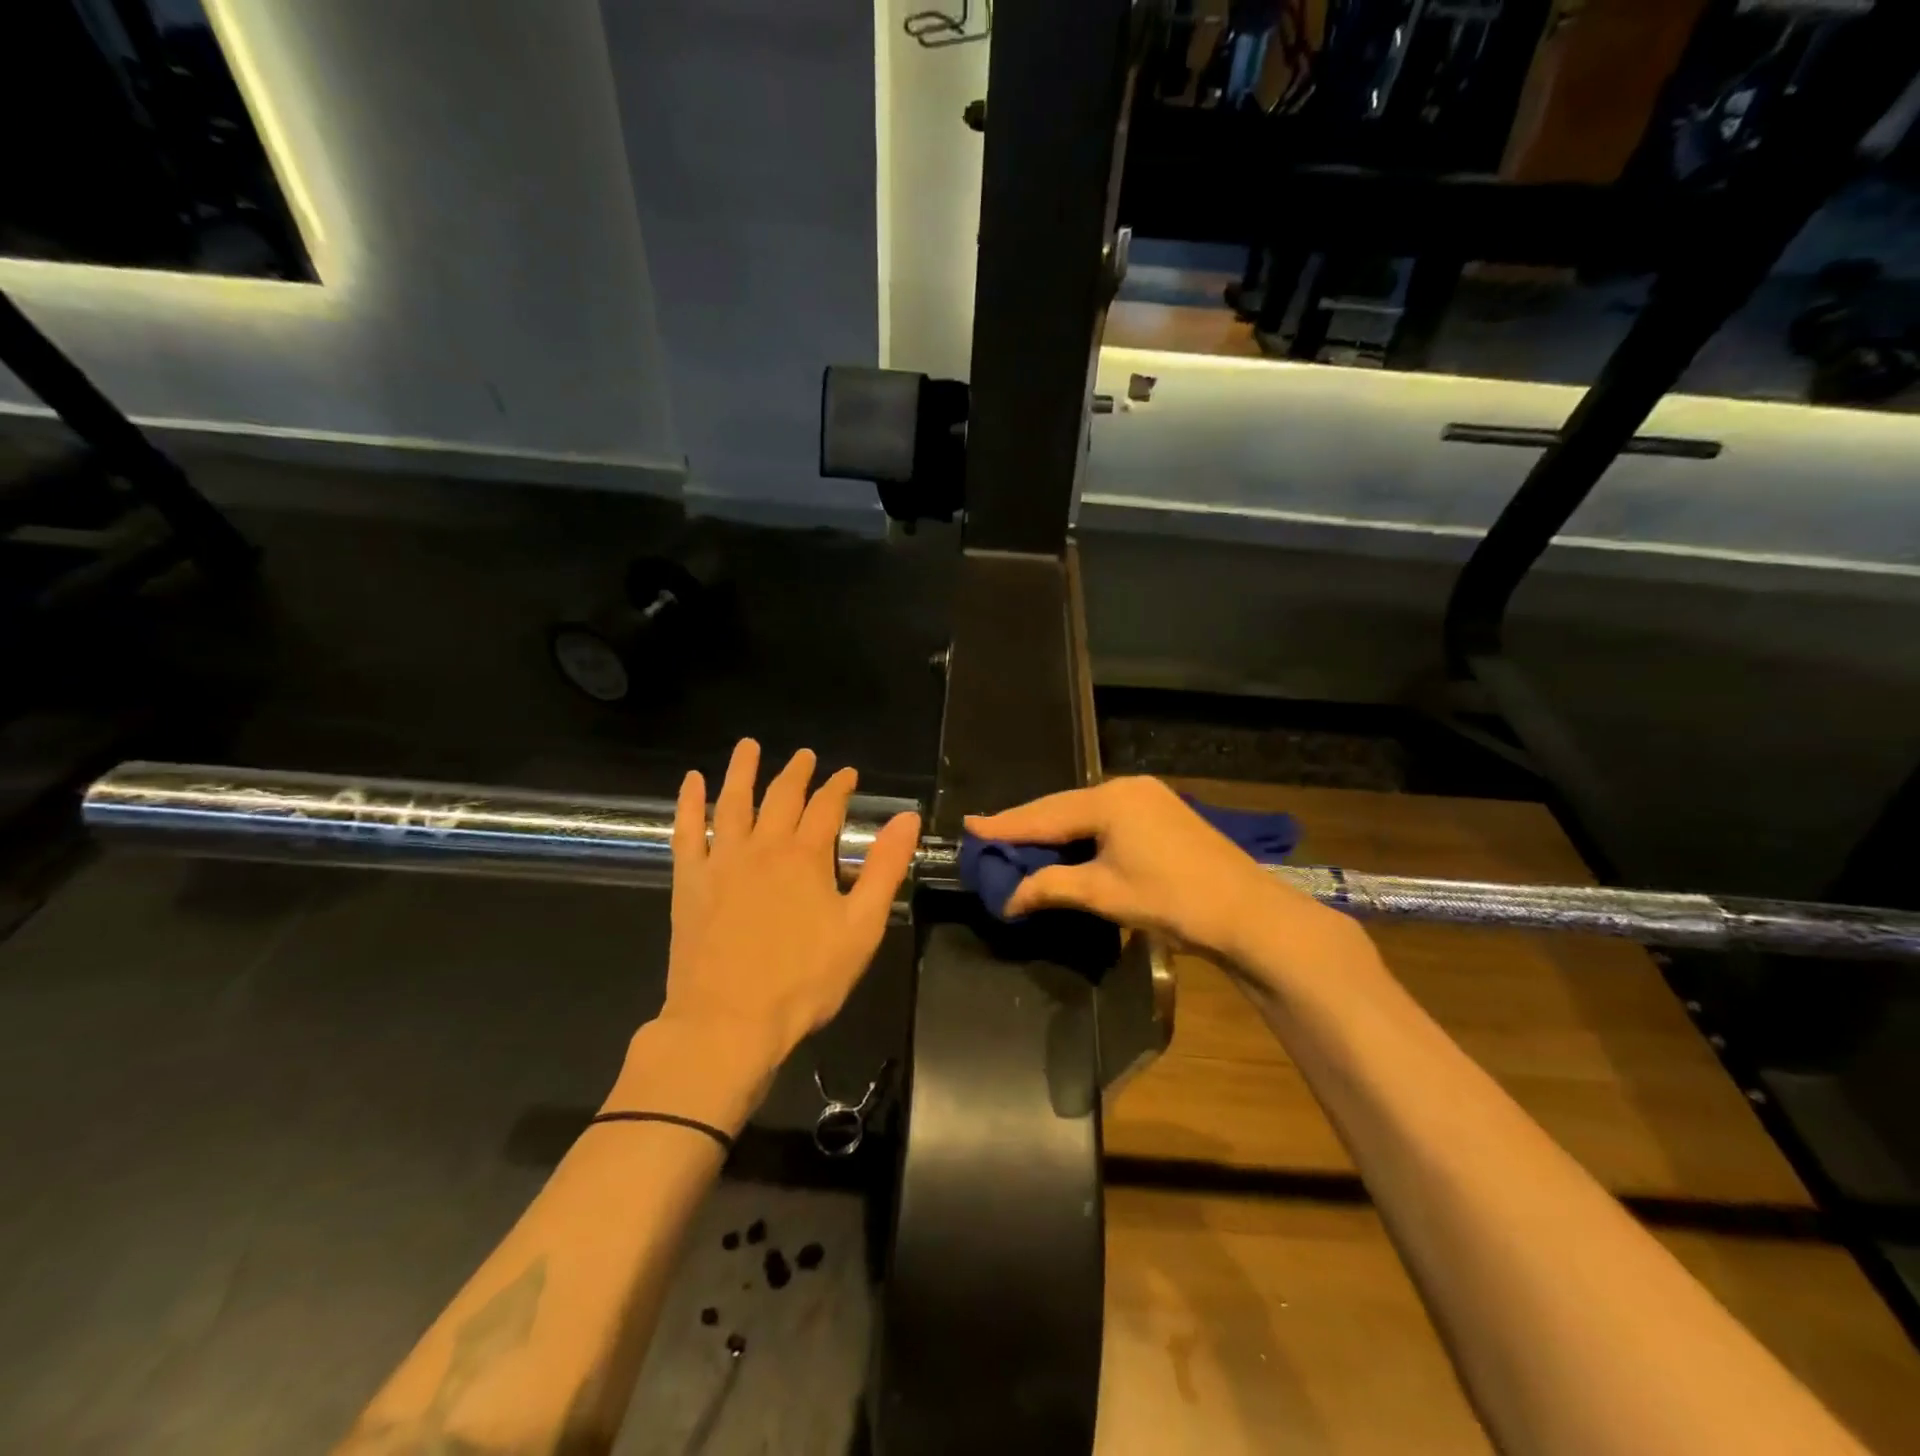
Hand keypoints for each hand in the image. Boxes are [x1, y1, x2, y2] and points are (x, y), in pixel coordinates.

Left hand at [661, 739, 920, 1064]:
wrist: (728, 1022)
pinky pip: (687, 832)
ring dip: (742, 771)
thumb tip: (907, 818)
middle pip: (782, 797)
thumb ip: (885, 869)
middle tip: (805, 755)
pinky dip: (690, 804)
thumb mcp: (861, 927)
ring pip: (734, 803)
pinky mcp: (690, 883)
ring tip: (748, 746)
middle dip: (797, 773)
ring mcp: (722, 862)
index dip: (839, 786)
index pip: (827, 806)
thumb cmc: (804, 980)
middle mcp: (763, 847)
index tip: (847, 773)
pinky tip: (692, 782)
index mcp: (806, 857)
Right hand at [966, 777, 1338, 967]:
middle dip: (1026, 824)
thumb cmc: (1172, 899)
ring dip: (1054, 828)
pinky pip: (1106, 816)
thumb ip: (1051, 887)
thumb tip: (1009, 898)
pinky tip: (1066, 842)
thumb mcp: (1104, 894)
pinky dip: (1081, 831)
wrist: (1247, 911)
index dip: (1005, 824)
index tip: (970, 825)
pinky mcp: (1162, 811)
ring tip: (1019, 840)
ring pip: (1085, 810)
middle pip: (1063, 806)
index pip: (1044, 814)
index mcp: (1109, 800)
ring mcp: (1148, 796)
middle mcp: (1126, 787)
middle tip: (988, 833)